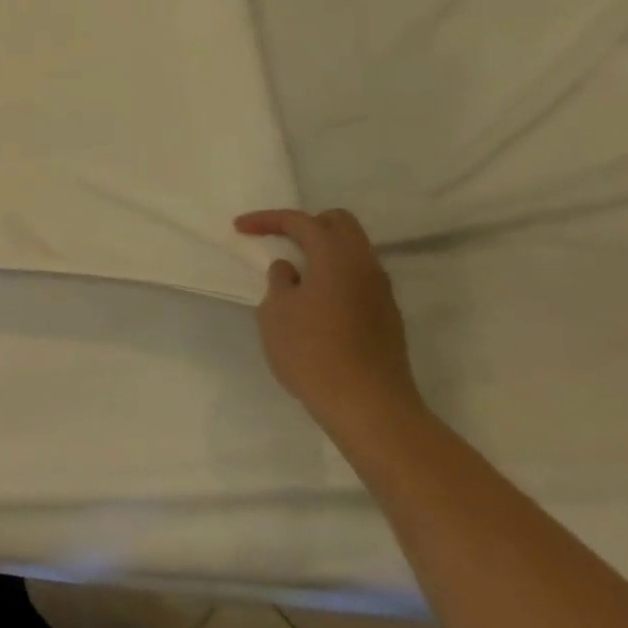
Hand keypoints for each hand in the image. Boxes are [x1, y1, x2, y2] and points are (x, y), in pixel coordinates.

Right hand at [233, 207, 420, 437]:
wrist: (369, 408)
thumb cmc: (311, 352)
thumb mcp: (276, 313)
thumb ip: (279, 282)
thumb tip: (291, 271)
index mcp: (336, 258)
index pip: (301, 221)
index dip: (267, 219)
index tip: (240, 228)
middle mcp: (365, 267)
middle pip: (340, 224)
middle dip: (306, 225)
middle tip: (279, 240)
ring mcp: (381, 293)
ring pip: (354, 251)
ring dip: (323, 251)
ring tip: (294, 273)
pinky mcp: (387, 318)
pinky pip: (359, 278)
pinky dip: (335, 275)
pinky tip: (315, 300)